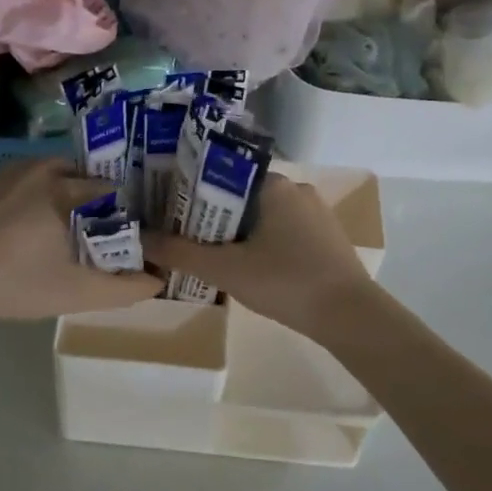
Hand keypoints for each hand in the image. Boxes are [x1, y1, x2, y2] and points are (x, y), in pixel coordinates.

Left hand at [0, 160, 161, 327]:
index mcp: (66, 190)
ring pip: (49, 172)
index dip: (123, 207)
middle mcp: (40, 171)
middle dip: (93, 194)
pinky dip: (34, 193)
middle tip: (98, 224)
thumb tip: (157, 281)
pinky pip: (23, 180)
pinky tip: (27, 224)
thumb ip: (122, 289)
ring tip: (65, 222)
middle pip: (80, 174)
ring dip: (62, 189)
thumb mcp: (76, 293)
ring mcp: (8, 175)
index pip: (109, 188)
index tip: (127, 227)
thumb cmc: (15, 283)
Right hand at [144, 173, 375, 333]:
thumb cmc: (286, 282)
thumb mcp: (226, 269)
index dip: (193, 191)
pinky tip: (249, 266)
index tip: (170, 209)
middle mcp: (296, 188)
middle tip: (184, 236)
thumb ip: (181, 252)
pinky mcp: (325, 236)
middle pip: (241, 195)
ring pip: (262, 215)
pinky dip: (262, 242)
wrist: (350, 316)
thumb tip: (140, 238)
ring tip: (210, 253)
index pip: (222, 174)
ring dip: (237, 232)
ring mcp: (315, 212)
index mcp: (273, 184)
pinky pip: (283, 230)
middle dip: (213, 215)